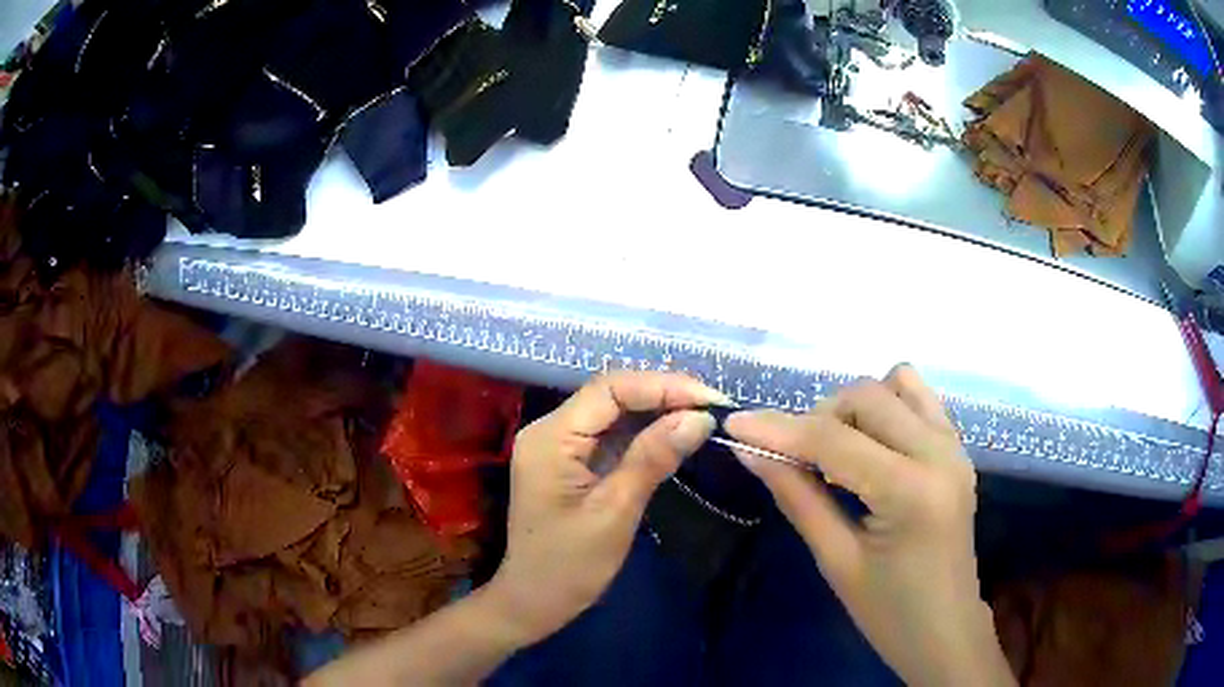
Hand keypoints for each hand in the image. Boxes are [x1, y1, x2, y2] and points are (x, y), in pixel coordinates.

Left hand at [487, 371, 722, 643]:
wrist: (535, 601)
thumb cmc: (570, 564)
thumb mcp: (616, 511)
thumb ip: (653, 458)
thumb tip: (700, 417)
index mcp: (551, 437)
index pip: (610, 389)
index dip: (662, 386)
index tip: (710, 399)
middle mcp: (550, 430)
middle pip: (611, 394)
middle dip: (663, 395)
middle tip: (714, 406)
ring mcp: (559, 445)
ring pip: (613, 412)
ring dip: (658, 411)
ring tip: (703, 416)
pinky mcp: (570, 461)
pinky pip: (610, 435)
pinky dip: (645, 433)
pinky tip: (675, 433)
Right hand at [725, 365, 1013, 686]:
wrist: (945, 630)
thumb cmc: (888, 612)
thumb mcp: (836, 560)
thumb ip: (797, 497)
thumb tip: (750, 450)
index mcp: (910, 491)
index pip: (833, 440)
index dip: (777, 429)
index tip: (733, 425)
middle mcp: (939, 453)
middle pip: (866, 396)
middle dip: (818, 417)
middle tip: (792, 458)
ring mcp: (955, 446)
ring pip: (896, 384)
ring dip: (856, 407)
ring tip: (837, 451)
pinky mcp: (959, 449)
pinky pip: (920, 399)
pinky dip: (887, 408)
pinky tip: (871, 446)